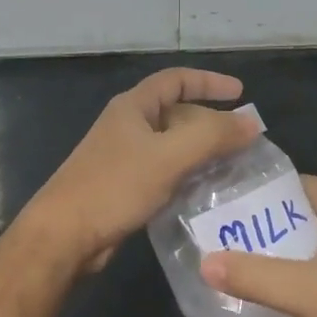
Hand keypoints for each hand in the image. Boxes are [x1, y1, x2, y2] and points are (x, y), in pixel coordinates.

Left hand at [24, 68, 260, 271]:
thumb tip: (252, 123)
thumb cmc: (114, 186)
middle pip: (177, 114)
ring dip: (202, 152)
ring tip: (235, 166)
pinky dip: (188, 175)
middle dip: (211, 123)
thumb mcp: (168, 156)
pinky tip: (207, 191)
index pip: (176, 80)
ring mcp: (124, 158)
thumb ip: (212, 136)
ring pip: (172, 146)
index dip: (209, 82)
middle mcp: (128, 127)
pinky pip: (165, 172)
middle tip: (244, 140)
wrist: (64, 236)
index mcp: (133, 108)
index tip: (241, 93)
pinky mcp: (125, 187)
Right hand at [199, 177, 316, 316]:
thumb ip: (254, 275)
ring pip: (294, 260)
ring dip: (263, 262)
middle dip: (258, 225)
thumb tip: (204, 262)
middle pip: (294, 221)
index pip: (305, 185)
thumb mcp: (303, 290)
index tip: (234, 189)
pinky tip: (243, 306)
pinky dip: (273, 297)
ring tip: (222, 262)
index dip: (273, 183)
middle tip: (216, 229)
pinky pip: (297, 294)